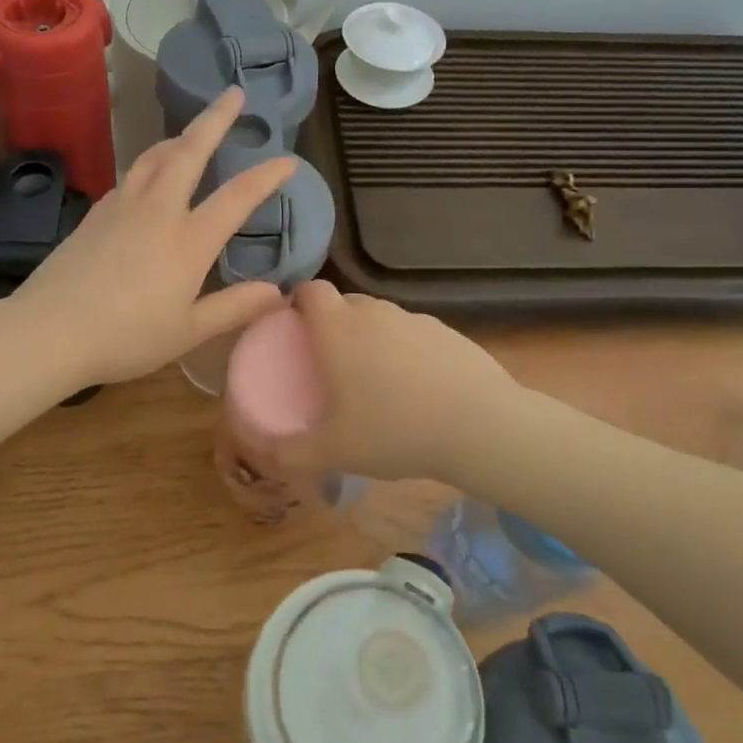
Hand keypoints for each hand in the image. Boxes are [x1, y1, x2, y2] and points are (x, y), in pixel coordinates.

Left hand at [12, 88, 295, 386]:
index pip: (237, 197)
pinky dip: (150, 163)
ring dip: (179, 136)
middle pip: (189, 151)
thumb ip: (234, 308)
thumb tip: (278, 291)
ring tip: (192, 131)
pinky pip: (131, 176)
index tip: (288, 160)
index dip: (266, 176)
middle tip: (234, 93)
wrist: (48, 331)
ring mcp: (121, 207)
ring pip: (155, 156)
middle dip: (215, 119)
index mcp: (187, 240)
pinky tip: (150, 176)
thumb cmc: (125, 338)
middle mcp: (157, 211)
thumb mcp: (188, 332)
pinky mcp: (95, 214)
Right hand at [272, 281, 517, 481]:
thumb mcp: (334, 450)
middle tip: (329, 364)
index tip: (293, 330)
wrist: (481, 427)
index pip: (310, 290)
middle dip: (331, 324)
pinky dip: (405, 350)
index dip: (297, 302)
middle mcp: (375, 313)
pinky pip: (413, 334)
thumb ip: (289, 451)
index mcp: (339, 329)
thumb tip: (260, 450)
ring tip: (374, 380)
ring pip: (381, 318)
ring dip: (370, 337)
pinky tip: (416, 388)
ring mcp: (416, 319)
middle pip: (345, 303)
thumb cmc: (395, 431)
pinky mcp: (449, 333)